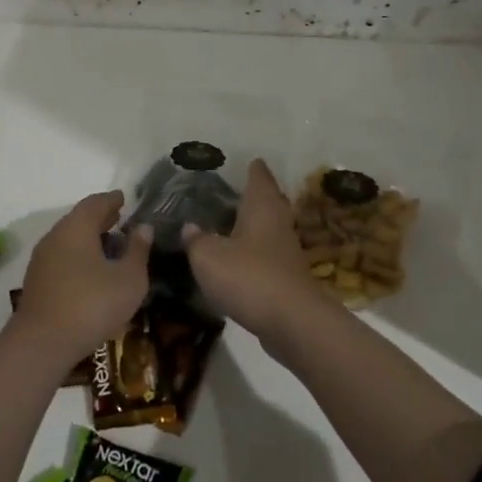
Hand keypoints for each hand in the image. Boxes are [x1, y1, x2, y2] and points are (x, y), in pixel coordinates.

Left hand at [15, 191, 152, 366]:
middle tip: (119, 217)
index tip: (124, 198)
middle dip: (100, 217)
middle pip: (79, 219)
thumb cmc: (92, 305)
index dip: (112, 200)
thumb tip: (143, 227)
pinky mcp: (37, 281)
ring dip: (89, 237)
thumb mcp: (129, 279)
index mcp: (77, 228)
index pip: (95, 203)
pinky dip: (79, 254)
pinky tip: (91, 269)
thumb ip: (138, 250)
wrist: (42, 344)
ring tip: (109, 243)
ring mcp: (42, 259)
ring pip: (68, 238)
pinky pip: (62, 256)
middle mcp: (56, 236)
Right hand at [184, 160, 330, 345]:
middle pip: (271, 202)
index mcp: (261, 208)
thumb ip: (196, 240)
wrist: (292, 321)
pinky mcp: (288, 278)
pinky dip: (257, 252)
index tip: (250, 160)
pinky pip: (270, 255)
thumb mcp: (208, 257)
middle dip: (259, 195)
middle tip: (241, 189)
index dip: (254, 169)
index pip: (259, 178)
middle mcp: (278, 224)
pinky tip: (242, 260)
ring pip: (272, 229)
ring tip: (236, 223)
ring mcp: (287, 252)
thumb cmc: (248, 277)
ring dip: (258, 225)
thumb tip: (189, 227)